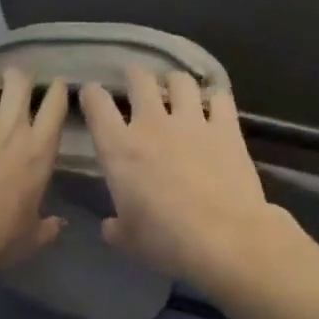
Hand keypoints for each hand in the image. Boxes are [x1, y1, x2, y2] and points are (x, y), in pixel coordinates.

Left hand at [0, 69, 68, 277]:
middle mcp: (11, 125)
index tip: (53, 87)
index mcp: (39, 150)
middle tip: (7, 88)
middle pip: (18, 79)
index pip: (55, 105)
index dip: (55, 91)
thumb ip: (47, 228)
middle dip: (14, 78)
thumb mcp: (30, 237)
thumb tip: (60, 225)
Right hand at [79, 69, 287, 290]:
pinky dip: (214, 99)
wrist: (224, 237)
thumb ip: (115, 227)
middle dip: (134, 76)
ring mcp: (192, 122)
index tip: (91, 94)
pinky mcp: (227, 128)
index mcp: (119, 149)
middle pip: (139, 80)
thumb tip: (111, 225)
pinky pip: (220, 98)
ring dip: (174, 82)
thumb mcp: (128, 241)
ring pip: (180, 81)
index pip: (97, 105)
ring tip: (176, 90)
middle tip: (135, 82)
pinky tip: (214, 106)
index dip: (91, 94)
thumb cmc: (166, 241)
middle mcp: (152, 124)